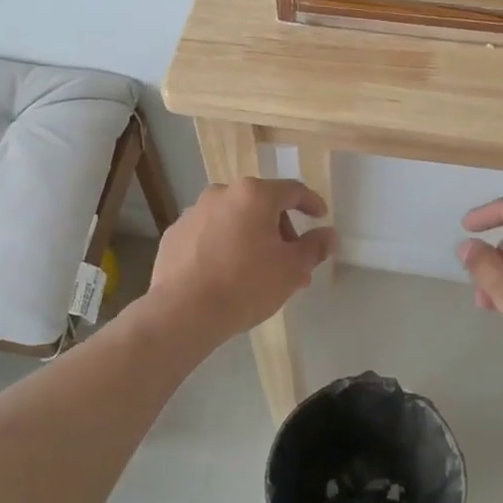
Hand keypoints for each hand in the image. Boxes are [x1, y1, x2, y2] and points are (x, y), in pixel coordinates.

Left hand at [149, 177, 334, 338]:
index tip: (320, 217)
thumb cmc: (246, 284)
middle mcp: (222, 194)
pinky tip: (226, 274)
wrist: (184, 311)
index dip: (311, 203)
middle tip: (290, 263)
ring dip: (251, 239)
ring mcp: (193, 213)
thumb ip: (314, 247)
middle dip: (280, 231)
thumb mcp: (292, 269)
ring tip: (259, 273)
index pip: (293, 190)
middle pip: (261, 205)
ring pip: (233, 220)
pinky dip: (222, 247)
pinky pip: (208, 235)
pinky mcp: (174, 234)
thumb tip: (329, 235)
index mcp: (254, 195)